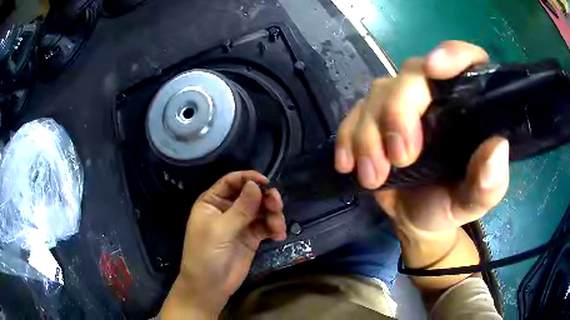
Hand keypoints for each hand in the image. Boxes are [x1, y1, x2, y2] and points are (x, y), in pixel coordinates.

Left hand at [161, 171, 286, 318]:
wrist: (210, 286)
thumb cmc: (205, 255)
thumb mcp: (220, 230)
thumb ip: (240, 209)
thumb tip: (255, 185)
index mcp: (212, 202)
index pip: (231, 182)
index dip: (248, 178)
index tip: (267, 182)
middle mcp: (227, 209)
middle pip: (250, 194)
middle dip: (265, 198)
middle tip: (277, 206)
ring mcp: (240, 223)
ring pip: (261, 209)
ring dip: (273, 214)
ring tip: (278, 227)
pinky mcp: (252, 237)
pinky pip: (266, 226)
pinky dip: (274, 227)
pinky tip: (279, 235)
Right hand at [335, 41, 509, 237]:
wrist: (417, 218)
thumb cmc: (450, 203)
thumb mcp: (475, 200)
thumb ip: (489, 182)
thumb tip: (498, 147)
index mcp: (468, 105)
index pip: (467, 61)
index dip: (452, 55)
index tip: (435, 69)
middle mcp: (435, 94)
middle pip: (412, 75)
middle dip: (400, 112)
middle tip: (400, 158)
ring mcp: (401, 104)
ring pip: (378, 94)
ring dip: (370, 135)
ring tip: (373, 177)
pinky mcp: (373, 119)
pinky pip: (353, 114)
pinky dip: (347, 137)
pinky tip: (348, 164)